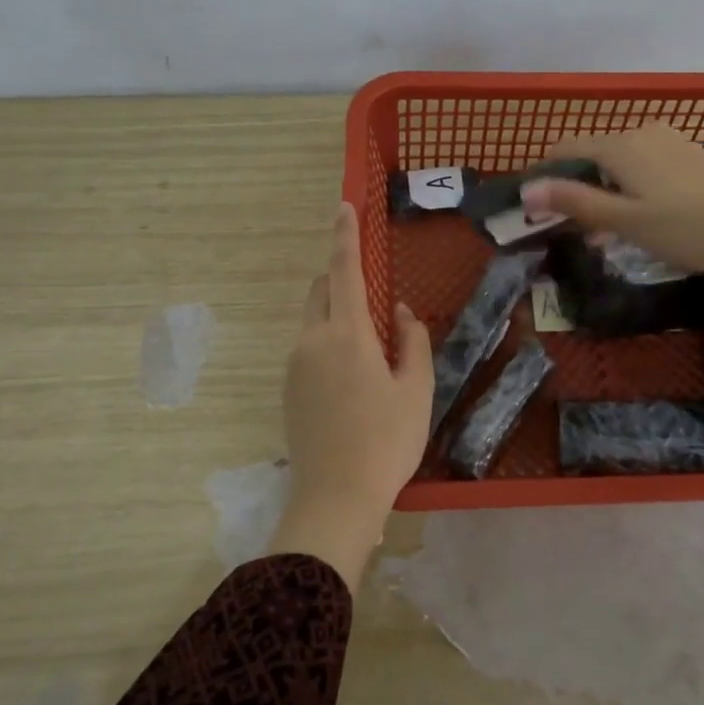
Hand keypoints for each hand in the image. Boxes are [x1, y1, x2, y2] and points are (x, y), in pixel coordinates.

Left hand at [270, 203, 432, 587]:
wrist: (335, 498)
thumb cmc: (386, 441)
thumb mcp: (416, 389)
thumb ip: (412, 340)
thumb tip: (397, 310)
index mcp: (347, 334)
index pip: (344, 270)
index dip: (345, 235)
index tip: (344, 206)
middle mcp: (312, 340)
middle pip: (321, 291)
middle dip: (340, 279)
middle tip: (372, 301)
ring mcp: (294, 365)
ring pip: (313, 321)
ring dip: (336, 316)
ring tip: (369, 354)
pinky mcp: (287, 388)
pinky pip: (307, 348)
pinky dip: (327, 344)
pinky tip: (351, 382)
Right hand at [520, 122, 703, 274]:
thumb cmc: (688, 227)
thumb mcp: (625, 220)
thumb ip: (574, 202)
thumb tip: (526, 189)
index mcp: (618, 146)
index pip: (564, 150)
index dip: (543, 176)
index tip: (534, 209)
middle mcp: (640, 133)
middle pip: (591, 155)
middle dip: (574, 188)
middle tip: (570, 230)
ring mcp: (668, 141)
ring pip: (618, 163)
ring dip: (603, 192)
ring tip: (604, 232)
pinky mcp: (689, 154)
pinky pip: (643, 166)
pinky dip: (629, 188)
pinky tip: (640, 218)